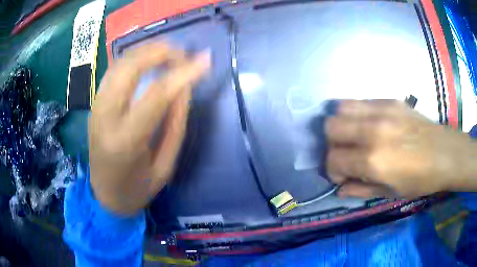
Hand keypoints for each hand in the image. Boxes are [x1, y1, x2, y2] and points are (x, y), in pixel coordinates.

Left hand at [89, 43, 209, 214]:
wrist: (104, 195)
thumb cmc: (137, 188)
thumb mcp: (165, 165)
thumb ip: (175, 124)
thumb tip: (184, 87)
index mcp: (125, 140)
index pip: (156, 94)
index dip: (183, 73)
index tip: (205, 61)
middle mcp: (105, 117)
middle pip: (130, 67)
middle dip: (160, 51)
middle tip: (184, 54)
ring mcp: (96, 107)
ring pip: (119, 63)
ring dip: (146, 50)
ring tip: (170, 53)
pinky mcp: (94, 104)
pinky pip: (114, 70)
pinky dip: (133, 59)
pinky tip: (148, 61)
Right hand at [326, 100, 476, 198]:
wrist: (446, 153)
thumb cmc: (421, 180)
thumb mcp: (391, 193)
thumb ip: (361, 190)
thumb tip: (339, 189)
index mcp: (373, 160)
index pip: (333, 159)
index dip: (332, 171)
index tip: (343, 177)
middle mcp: (372, 131)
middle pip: (331, 127)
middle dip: (333, 145)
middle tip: (347, 155)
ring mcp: (382, 110)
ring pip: (341, 108)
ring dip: (342, 125)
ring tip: (355, 136)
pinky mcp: (390, 100)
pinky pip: (361, 101)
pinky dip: (357, 114)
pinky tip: (371, 125)